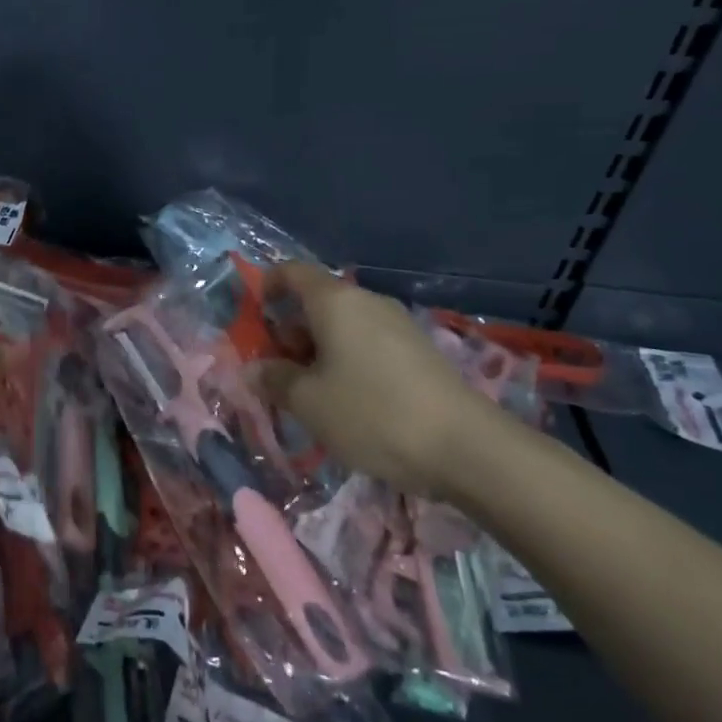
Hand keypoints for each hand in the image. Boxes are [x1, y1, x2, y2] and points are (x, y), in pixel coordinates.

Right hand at [253, 263, 503, 498]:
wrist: (467, 449)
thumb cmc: (372, 413)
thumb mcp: (308, 402)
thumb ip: (274, 380)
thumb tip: (254, 370)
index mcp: (335, 301)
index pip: (292, 272)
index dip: (267, 287)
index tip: (255, 319)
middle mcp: (368, 303)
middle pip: (317, 301)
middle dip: (290, 330)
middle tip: (277, 370)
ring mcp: (398, 326)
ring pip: (344, 326)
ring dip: (318, 350)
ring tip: (310, 393)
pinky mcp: (420, 352)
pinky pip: (369, 344)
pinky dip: (348, 362)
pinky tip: (349, 402)